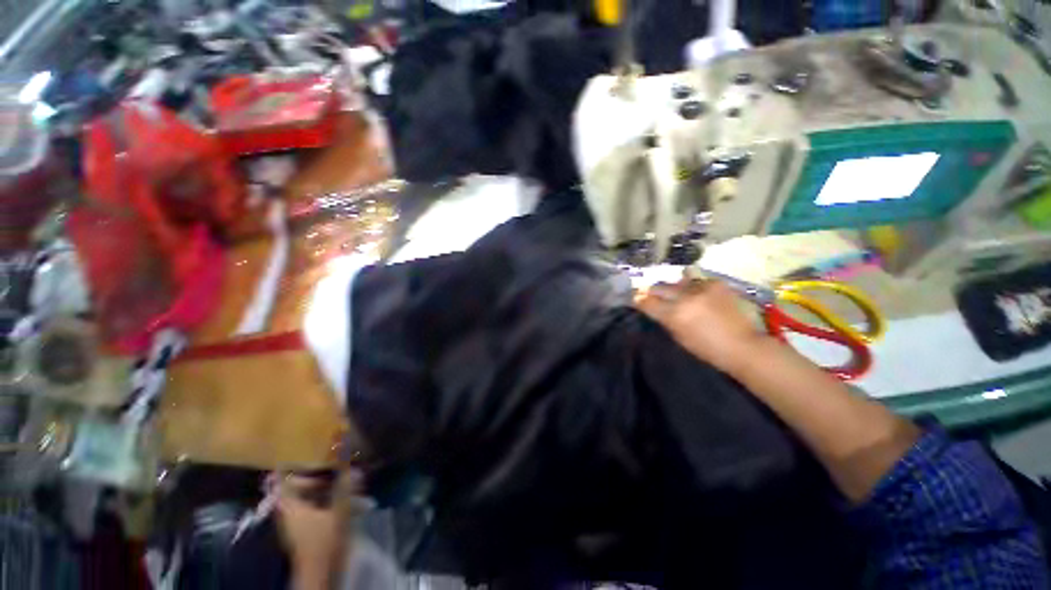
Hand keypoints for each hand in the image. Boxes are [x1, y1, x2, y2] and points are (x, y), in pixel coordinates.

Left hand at [275, 471, 358, 588]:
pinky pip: (314, 506)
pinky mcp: (308, 530)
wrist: (322, 575)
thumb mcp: (339, 511)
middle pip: (296, 487)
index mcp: (291, 506)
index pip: (282, 481)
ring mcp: (298, 522)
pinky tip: (346, 498)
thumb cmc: (325, 542)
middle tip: (335, 464)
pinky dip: (327, 499)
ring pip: (307, 497)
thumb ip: (345, 487)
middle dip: (316, 475)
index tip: (302, 451)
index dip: (289, 466)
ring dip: (325, 487)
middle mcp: (290, 512)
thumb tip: (353, 463)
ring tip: (346, 479)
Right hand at [636, 279, 769, 375]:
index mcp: (674, 314)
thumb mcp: (679, 337)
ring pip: (677, 282)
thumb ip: (664, 319)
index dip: (638, 300)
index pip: (646, 301)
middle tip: (652, 295)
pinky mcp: (715, 283)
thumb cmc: (707, 349)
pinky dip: (693, 287)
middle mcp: (685, 297)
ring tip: (677, 295)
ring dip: (674, 289)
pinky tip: (698, 295)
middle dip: (653, 291)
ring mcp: (701, 287)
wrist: (743, 345)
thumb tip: (653, 307)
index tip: (635, 299)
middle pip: (659, 287)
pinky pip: (696, 281)